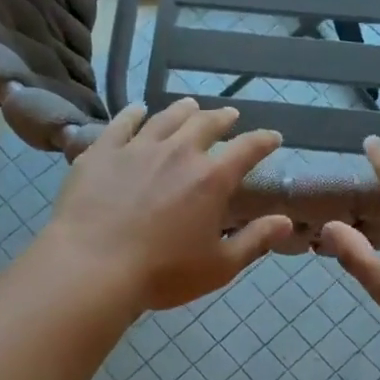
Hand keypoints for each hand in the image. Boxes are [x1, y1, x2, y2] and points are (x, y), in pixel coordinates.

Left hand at [40, 98, 292, 313]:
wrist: (92, 267)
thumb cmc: (162, 273)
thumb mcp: (219, 266)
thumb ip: (255, 240)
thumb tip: (286, 221)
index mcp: (211, 179)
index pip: (247, 149)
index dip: (264, 141)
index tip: (273, 137)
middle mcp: (178, 153)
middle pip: (205, 124)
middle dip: (222, 118)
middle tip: (229, 116)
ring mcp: (137, 148)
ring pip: (166, 118)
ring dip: (183, 110)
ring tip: (190, 106)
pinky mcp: (102, 152)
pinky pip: (122, 123)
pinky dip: (134, 113)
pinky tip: (138, 109)